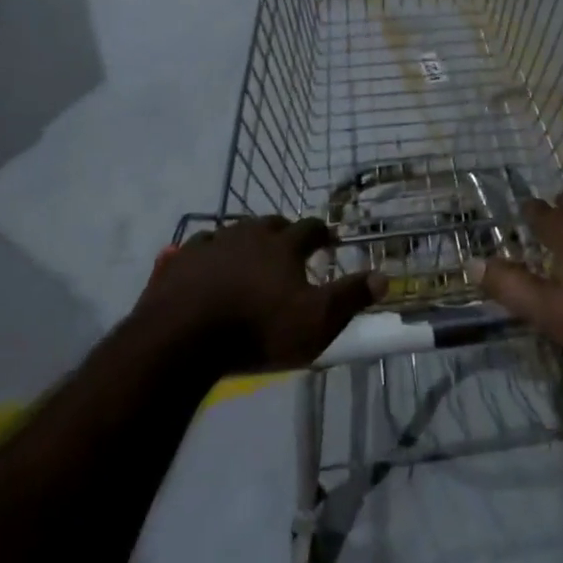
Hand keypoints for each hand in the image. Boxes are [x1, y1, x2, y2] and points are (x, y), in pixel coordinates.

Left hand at [137, 216, 382, 371]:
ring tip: (248, 259)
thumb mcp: (316, 321)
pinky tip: (205, 269)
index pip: (311, 228)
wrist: (183, 339)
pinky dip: (207, 256)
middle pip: (271, 224)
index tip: (328, 242)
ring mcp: (210, 244)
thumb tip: (384, 276)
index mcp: (283, 245)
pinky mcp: (178, 261)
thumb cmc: (258, 330)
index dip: (322, 234)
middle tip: (288, 250)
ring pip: (233, 232)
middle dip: (283, 233)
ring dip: (245, 241)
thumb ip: (350, 297)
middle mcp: (248, 234)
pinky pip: (197, 249)